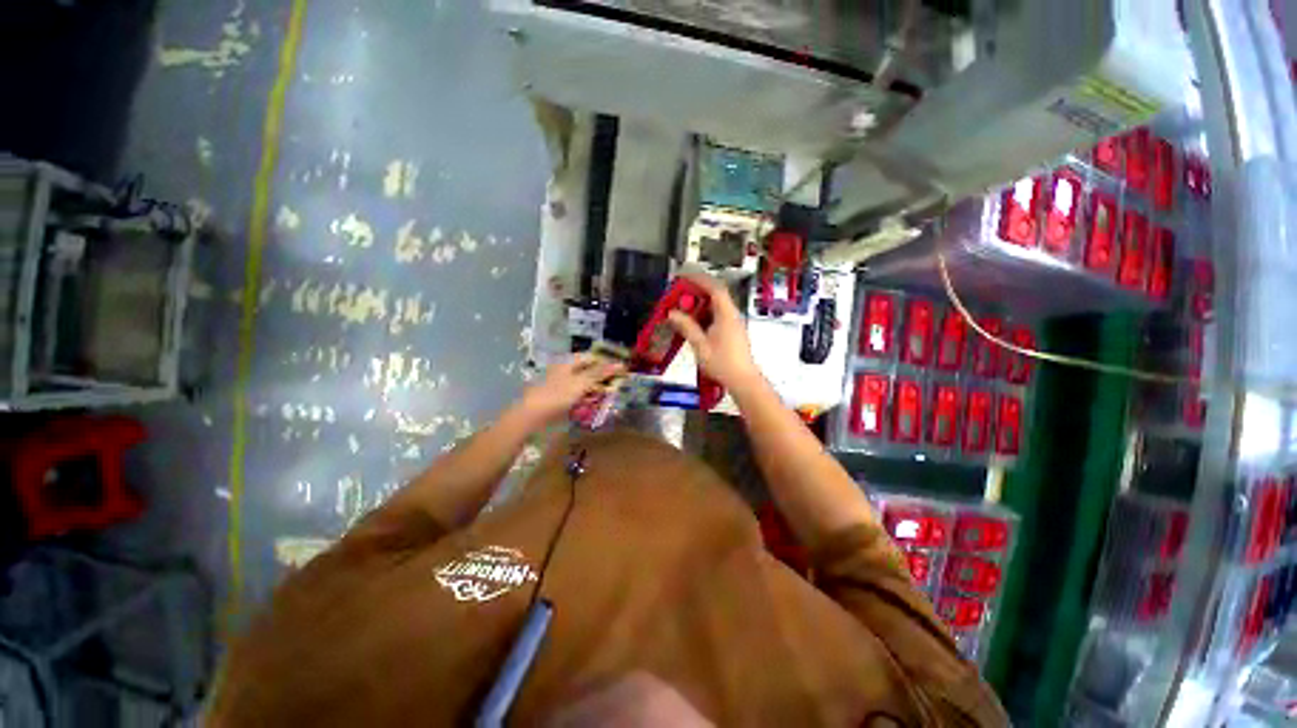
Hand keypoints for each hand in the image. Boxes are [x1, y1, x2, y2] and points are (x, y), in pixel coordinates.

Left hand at [518, 353, 625, 425]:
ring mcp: (562, 386)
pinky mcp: (560, 400)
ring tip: (608, 397)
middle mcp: (565, 371)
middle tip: (617, 386)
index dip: (606, 362)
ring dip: (596, 390)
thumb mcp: (582, 382)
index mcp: (568, 363)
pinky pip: (578, 397)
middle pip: (588, 371)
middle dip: (602, 378)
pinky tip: (594, 406)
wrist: (532, 417)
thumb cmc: (557, 396)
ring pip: (584, 385)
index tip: (620, 371)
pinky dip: (587, 400)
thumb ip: (601, 373)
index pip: (591, 357)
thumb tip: (621, 364)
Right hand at [667, 274, 762, 391]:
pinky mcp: (732, 332)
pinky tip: (694, 324)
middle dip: (696, 292)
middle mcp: (732, 315)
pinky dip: (704, 315)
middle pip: (715, 295)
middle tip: (679, 296)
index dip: (699, 279)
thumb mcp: (700, 345)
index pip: (714, 288)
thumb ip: (687, 327)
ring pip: (716, 306)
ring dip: (699, 305)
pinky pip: (717, 316)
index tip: (684, 276)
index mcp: (726, 315)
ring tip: (683, 310)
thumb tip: (672, 314)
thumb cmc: (723, 364)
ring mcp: (733, 323)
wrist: (742, 380)